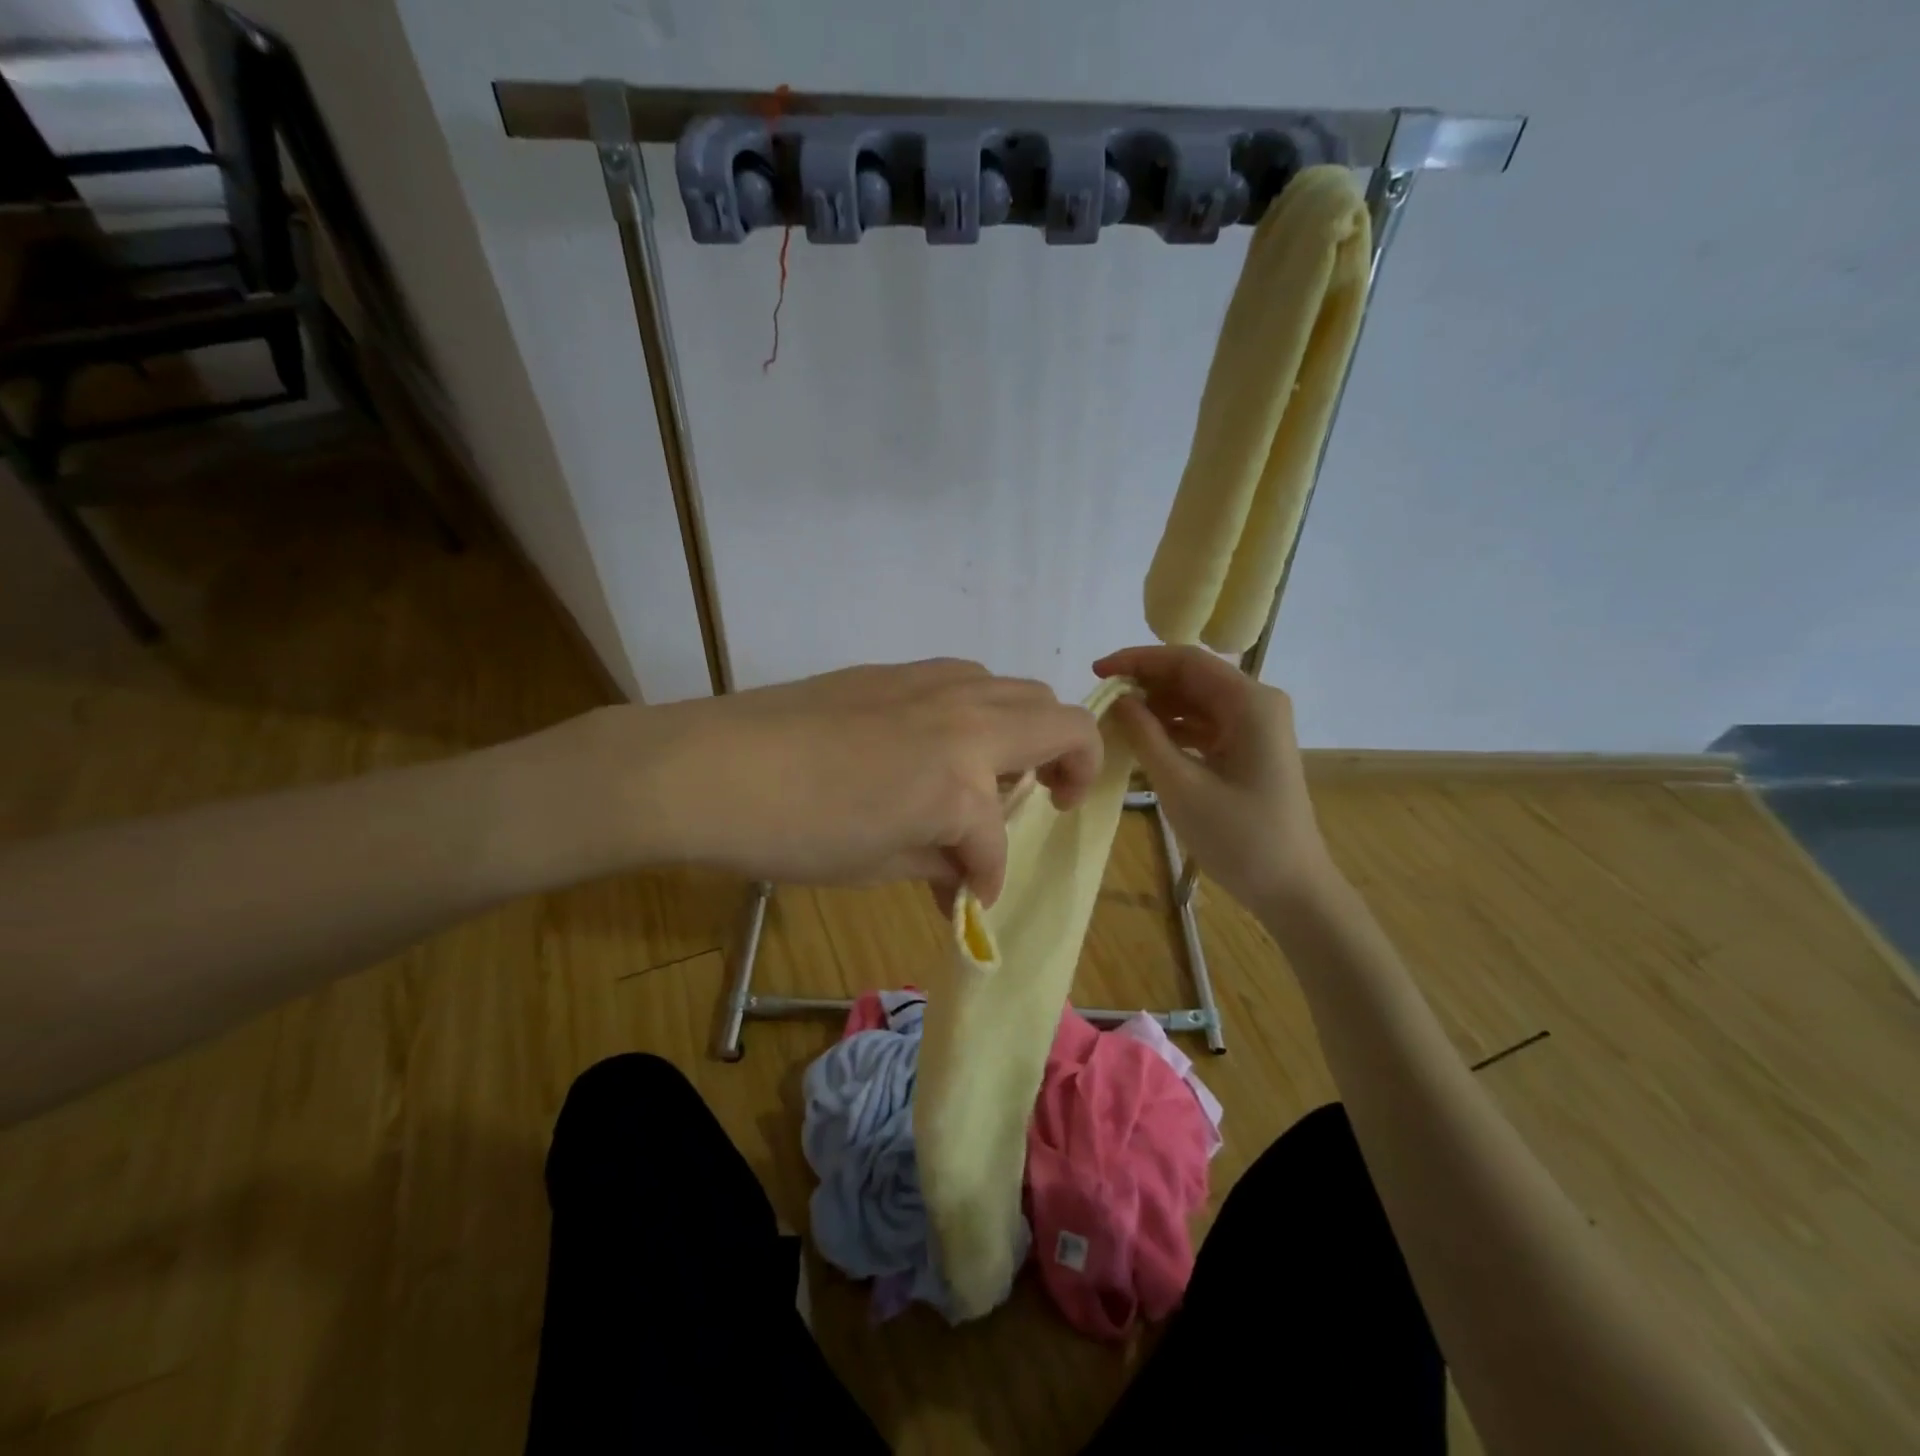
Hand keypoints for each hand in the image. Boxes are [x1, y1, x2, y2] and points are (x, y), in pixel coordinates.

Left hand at [623, 659, 1101, 905]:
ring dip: (1027, 731)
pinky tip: (943, 741)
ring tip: (997, 769)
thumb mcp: (876, 865)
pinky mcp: (895, 670)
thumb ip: (939, 865)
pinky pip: (966, 680)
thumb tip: (965, 879)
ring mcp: (931, 683)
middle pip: (1059, 722)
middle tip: (1048, 800)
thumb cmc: (794, 832)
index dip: (990, 879)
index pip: (996, 841)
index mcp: (961, 780)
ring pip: (1018, 690)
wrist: (711, 767)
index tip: (971, 901)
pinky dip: (980, 711)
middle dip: (1072, 765)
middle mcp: (964, 718)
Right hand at [1094, 645, 1332, 911]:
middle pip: (1193, 677)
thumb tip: (1119, 699)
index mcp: (1250, 703)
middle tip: (1102, 698)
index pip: (1187, 661)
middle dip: (1146, 682)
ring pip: (1197, 700)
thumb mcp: (1181, 785)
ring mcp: (1256, 727)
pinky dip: (1174, 727)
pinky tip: (1143, 739)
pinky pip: (1205, 724)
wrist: (1291, 888)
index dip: (1138, 660)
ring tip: (1116, 720)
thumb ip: (1146, 736)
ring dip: (1157, 706)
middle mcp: (1257, 703)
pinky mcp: (1250, 749)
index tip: (1097, 671)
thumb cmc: (1239, 838)